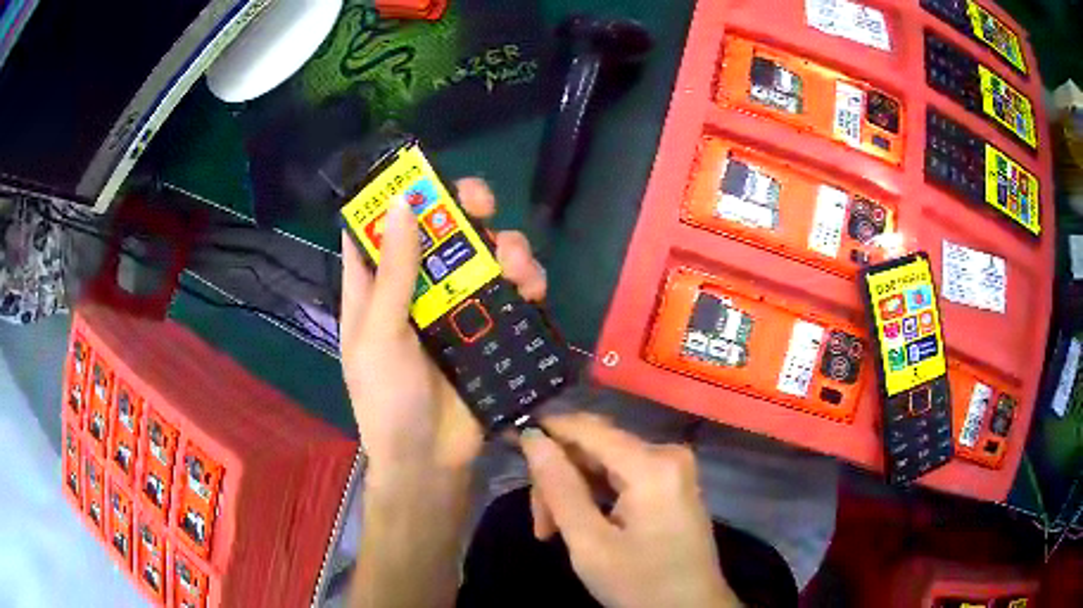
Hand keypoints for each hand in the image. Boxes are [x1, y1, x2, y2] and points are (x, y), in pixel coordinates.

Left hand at [340, 178, 546, 478]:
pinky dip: (526, 282)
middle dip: (462, 210)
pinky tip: (533, 288)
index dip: (396, 198)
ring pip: (483, 258)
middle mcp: (416, 290)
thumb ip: (393, 273)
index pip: (379, 229)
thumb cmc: (388, 400)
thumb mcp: (380, 335)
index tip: (422, 175)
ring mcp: (456, 310)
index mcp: (376, 289)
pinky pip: (511, 294)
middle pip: (440, 234)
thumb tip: (404, 205)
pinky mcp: (488, 330)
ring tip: (515, 261)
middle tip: (481, 202)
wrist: (431, 461)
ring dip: (504, 246)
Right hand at [521, 414, 739, 607]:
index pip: (587, 428)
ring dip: (574, 491)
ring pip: (604, 462)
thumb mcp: (590, 544)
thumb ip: (559, 488)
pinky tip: (580, 523)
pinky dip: (595, 495)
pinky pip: (623, 474)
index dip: (546, 430)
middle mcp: (667, 453)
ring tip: (553, 531)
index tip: (510, 442)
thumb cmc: (641, 585)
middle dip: (559, 478)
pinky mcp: (672, 482)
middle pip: (595, 446)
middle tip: (539, 523)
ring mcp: (673, 467)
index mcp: (651, 465)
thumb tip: (533, 438)